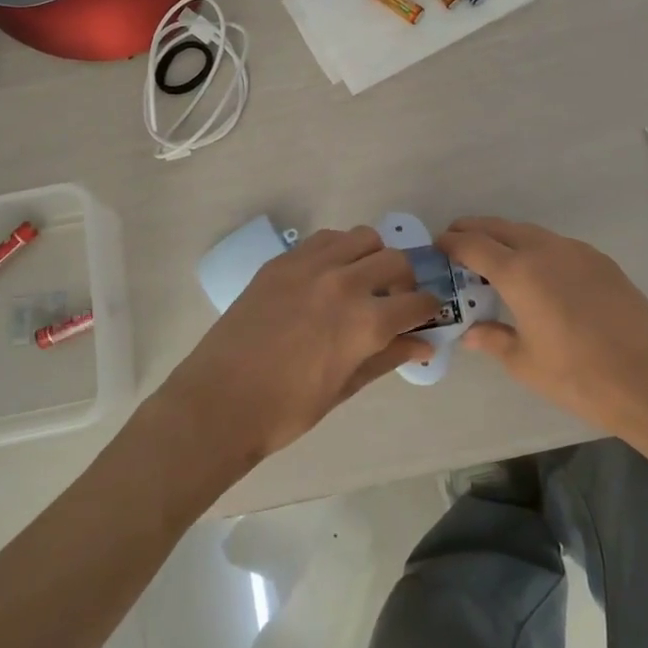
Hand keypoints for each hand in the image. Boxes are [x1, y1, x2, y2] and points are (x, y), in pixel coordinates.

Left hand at [160, 227, 441, 465]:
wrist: (219, 401)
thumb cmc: (286, 409)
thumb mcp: (344, 388)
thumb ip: (386, 358)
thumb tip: (423, 345)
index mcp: (365, 323)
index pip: (417, 302)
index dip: (428, 309)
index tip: (426, 315)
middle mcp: (344, 284)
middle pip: (395, 261)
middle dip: (405, 280)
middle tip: (394, 301)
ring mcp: (311, 266)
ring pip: (362, 238)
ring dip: (373, 256)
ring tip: (362, 281)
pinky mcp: (283, 261)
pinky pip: (325, 240)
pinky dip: (339, 250)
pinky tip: (329, 275)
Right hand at [438, 217, 647, 440]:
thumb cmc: (579, 377)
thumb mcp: (525, 363)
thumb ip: (493, 339)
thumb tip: (471, 332)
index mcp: (520, 273)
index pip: (474, 245)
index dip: (451, 243)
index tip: (437, 247)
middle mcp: (546, 251)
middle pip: (501, 228)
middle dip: (474, 230)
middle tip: (456, 242)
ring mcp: (578, 252)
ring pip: (531, 233)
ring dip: (506, 238)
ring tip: (494, 258)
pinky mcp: (602, 262)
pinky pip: (557, 245)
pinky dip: (536, 248)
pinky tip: (537, 274)